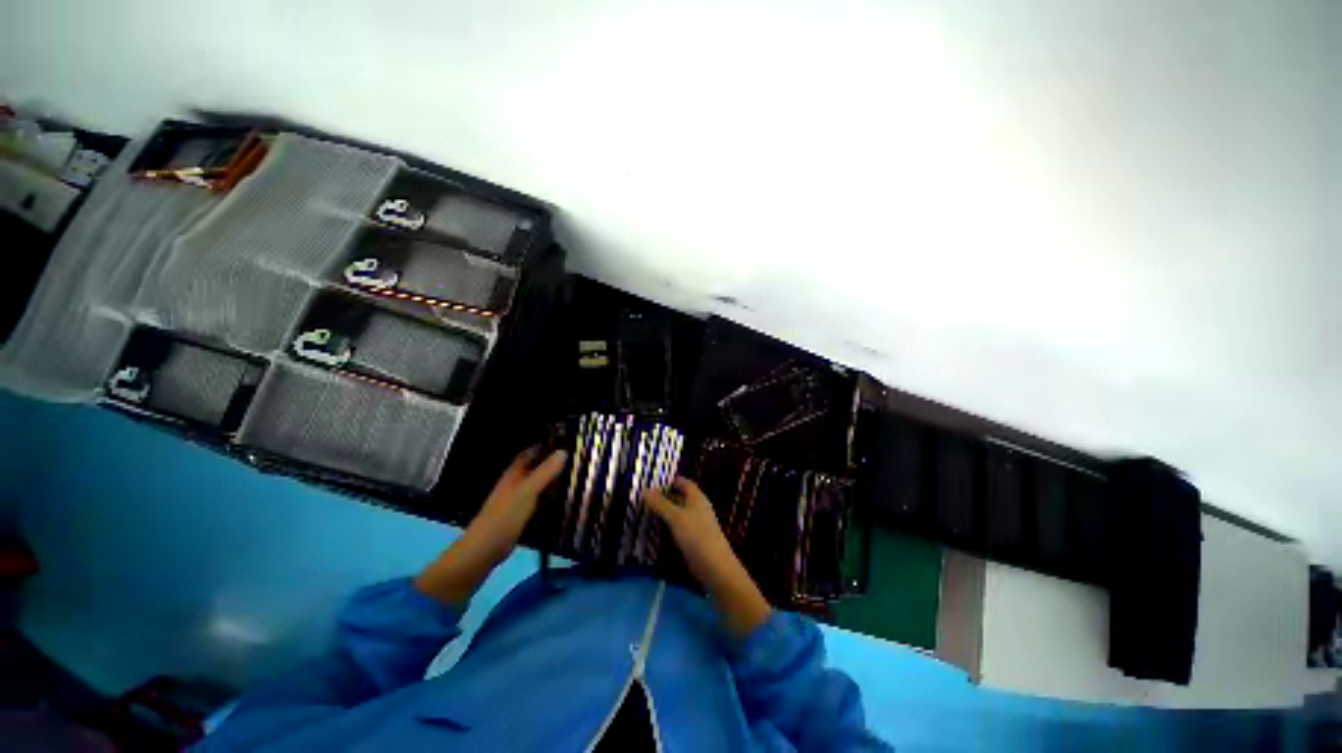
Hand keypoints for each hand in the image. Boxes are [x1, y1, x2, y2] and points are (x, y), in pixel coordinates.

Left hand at [415, 447, 566, 604]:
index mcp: (514, 473)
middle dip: (554, 461)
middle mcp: (516, 482)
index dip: (546, 443)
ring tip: (577, 475)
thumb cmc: (504, 517)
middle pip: (537, 466)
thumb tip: (564, 451)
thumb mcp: (527, 491)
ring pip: (539, 483)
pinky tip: (565, 498)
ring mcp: (518, 499)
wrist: (484, 550)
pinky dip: (551, 496)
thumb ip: (545, 472)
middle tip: (578, 458)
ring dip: (554, 479)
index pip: (531, 451)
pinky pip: (540, 499)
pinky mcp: (521, 514)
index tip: (567, 439)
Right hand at [645, 478, 772, 637]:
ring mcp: (696, 524)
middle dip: (663, 497)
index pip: (683, 482)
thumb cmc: (696, 536)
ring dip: (663, 513)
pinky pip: (678, 527)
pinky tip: (655, 531)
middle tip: (642, 498)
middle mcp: (697, 507)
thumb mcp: (675, 517)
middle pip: (679, 497)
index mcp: (696, 497)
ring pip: (677, 513)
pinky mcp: (694, 539)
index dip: (669, 481)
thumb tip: (644, 489)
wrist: (715, 567)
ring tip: (643, 513)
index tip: (651, 482)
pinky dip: (667, 526)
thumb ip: (660, 504)